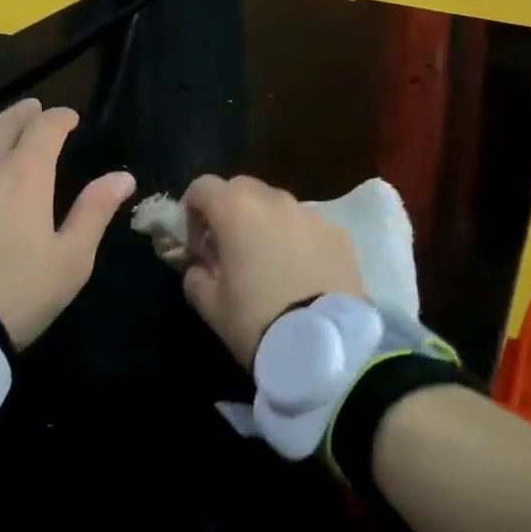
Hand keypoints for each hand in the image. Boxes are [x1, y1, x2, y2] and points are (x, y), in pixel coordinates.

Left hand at [0, 100, 134, 348]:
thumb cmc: (16, 293)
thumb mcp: (71, 259)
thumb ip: (95, 211)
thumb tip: (123, 176)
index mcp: (26, 172)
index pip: (47, 126)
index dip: (61, 118)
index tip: (70, 119)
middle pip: (5, 121)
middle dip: (25, 113)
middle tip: (35, 112)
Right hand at [179, 175, 363, 369]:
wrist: (324, 345)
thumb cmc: (257, 320)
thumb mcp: (211, 306)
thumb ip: (196, 277)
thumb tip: (201, 267)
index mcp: (236, 210)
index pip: (203, 186)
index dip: (192, 210)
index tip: (195, 242)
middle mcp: (274, 200)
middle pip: (242, 188)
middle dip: (229, 209)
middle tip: (228, 247)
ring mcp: (311, 214)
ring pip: (278, 204)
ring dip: (265, 222)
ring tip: (268, 260)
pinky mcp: (339, 233)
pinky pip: (308, 225)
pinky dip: (297, 237)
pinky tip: (301, 271)